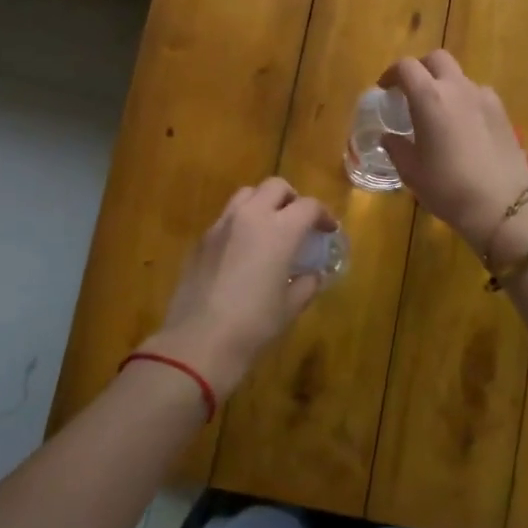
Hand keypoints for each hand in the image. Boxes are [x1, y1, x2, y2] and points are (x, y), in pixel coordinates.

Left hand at [139, 179, 335, 400]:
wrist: (199, 340)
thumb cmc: (254, 324)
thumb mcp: (290, 307)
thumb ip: (307, 284)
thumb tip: (314, 275)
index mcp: (280, 230)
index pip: (308, 206)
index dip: (323, 215)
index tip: (328, 231)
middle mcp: (250, 217)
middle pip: (275, 187)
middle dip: (292, 199)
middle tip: (299, 221)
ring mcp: (221, 225)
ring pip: (246, 195)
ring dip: (263, 203)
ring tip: (270, 228)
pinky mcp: (201, 240)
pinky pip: (226, 218)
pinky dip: (241, 222)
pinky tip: (243, 250)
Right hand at [381, 51, 527, 251]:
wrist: (502, 205)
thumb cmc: (447, 187)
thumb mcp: (411, 171)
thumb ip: (396, 147)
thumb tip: (389, 137)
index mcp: (429, 98)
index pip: (406, 67)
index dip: (391, 74)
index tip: (385, 89)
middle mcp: (458, 88)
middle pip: (437, 59)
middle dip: (421, 68)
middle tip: (411, 91)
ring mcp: (484, 98)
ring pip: (460, 77)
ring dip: (445, 85)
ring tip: (439, 112)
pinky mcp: (503, 113)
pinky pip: (478, 95)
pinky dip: (465, 100)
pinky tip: (463, 126)